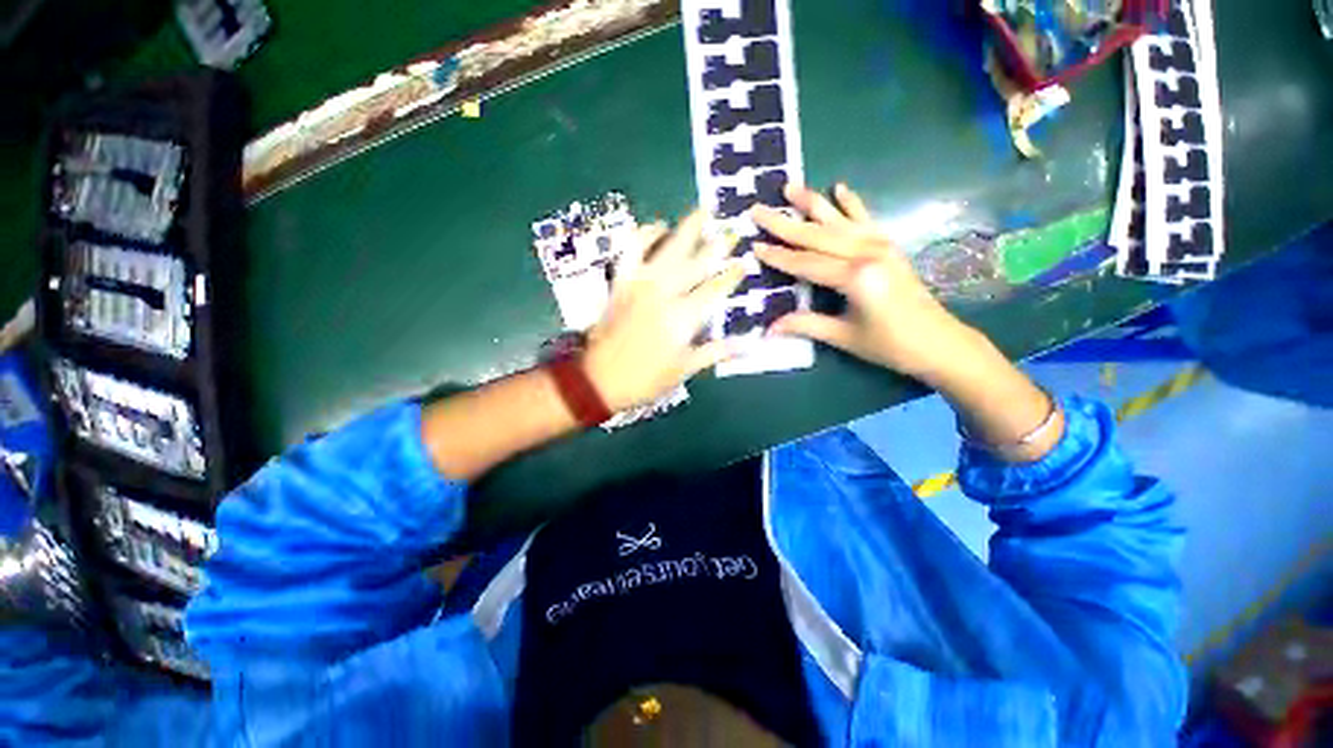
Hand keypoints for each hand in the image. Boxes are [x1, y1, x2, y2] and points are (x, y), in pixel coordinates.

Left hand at [583, 210, 745, 411]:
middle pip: (696, 262)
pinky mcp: (621, 281)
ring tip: (702, 212)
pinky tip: (656, 226)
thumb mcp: (684, 369)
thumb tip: (748, 345)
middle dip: (717, 245)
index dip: (731, 276)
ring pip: (668, 248)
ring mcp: (641, 283)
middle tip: (731, 230)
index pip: (714, 289)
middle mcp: (665, 292)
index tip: (744, 263)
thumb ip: (715, 352)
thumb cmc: (645, 378)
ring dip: (686, 228)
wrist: (599, 379)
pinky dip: (644, 234)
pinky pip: (632, 249)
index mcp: (683, 317)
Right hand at [755, 183, 1061, 459]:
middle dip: (785, 223)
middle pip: (817, 235)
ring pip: (839, 221)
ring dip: (813, 204)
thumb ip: (806, 325)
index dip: (778, 257)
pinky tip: (840, 187)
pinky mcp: (889, 246)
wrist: (938, 342)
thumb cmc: (888, 344)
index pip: (805, 263)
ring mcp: (881, 246)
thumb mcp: (843, 336)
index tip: (754, 246)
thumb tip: (769, 328)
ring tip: (791, 187)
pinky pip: (866, 220)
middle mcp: (866, 253)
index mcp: (854, 277)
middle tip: (758, 209)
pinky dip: (852, 204)